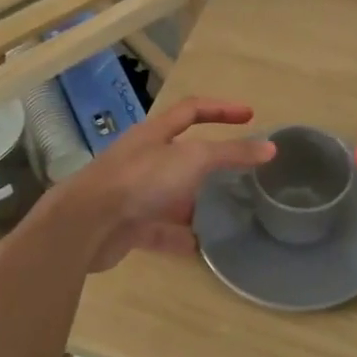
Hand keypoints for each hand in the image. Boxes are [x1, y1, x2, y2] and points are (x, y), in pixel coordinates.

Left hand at [66, 97, 275, 272]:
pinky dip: (180, 237)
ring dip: (196, 203)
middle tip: (240, 174)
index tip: (250, 116)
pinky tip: (201, 248)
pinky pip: (160, 230)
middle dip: (210, 163)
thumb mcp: (193, 159)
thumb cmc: (141, 180)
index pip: (192, 110)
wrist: (86, 224)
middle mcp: (143, 159)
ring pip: (172, 194)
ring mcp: (133, 193)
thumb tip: (270, 148)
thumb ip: (232, 154)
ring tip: (226, 214)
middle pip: (181, 155)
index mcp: (155, 133)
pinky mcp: (128, 226)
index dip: (222, 109)